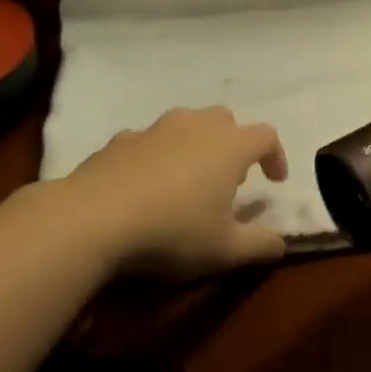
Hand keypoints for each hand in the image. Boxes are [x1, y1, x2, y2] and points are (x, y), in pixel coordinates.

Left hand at [48, 107, 290, 277]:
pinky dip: (157, 156)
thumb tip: (280, 243)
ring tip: (188, 180)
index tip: (274, 183)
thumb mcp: (225, 251)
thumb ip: (261, 245)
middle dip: (234, 144)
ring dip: (196, 146)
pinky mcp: (119, 140)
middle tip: (230, 178)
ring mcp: (155, 129)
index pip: (266, 136)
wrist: (90, 220)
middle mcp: (196, 126)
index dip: (275, 157)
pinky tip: (146, 187)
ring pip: (186, 125)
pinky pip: (149, 141)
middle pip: (226, 120)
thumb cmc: (171, 231)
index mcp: (229, 146)